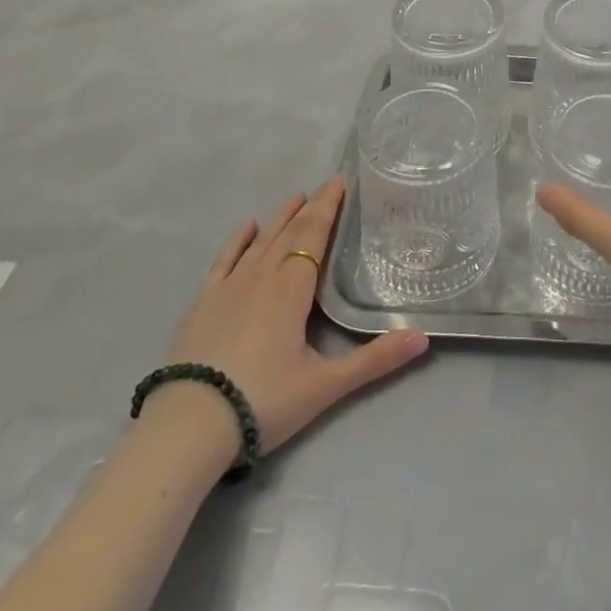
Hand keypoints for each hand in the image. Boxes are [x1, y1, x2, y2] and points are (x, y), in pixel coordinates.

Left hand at [148, 176, 428, 468]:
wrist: (187, 428)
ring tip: (294, 197)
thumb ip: (374, 360)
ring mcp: (229, 288)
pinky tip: (246, 226)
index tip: (339, 181)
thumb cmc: (262, 401)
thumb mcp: (325, 386)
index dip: (327, 207)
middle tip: (325, 186)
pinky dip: (237, 241)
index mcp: (292, 288)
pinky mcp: (203, 304)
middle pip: (289, 233)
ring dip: (279, 218)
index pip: (314, 236)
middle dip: (310, 208)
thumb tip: (423, 337)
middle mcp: (262, 276)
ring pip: (260, 242)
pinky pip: (224, 261)